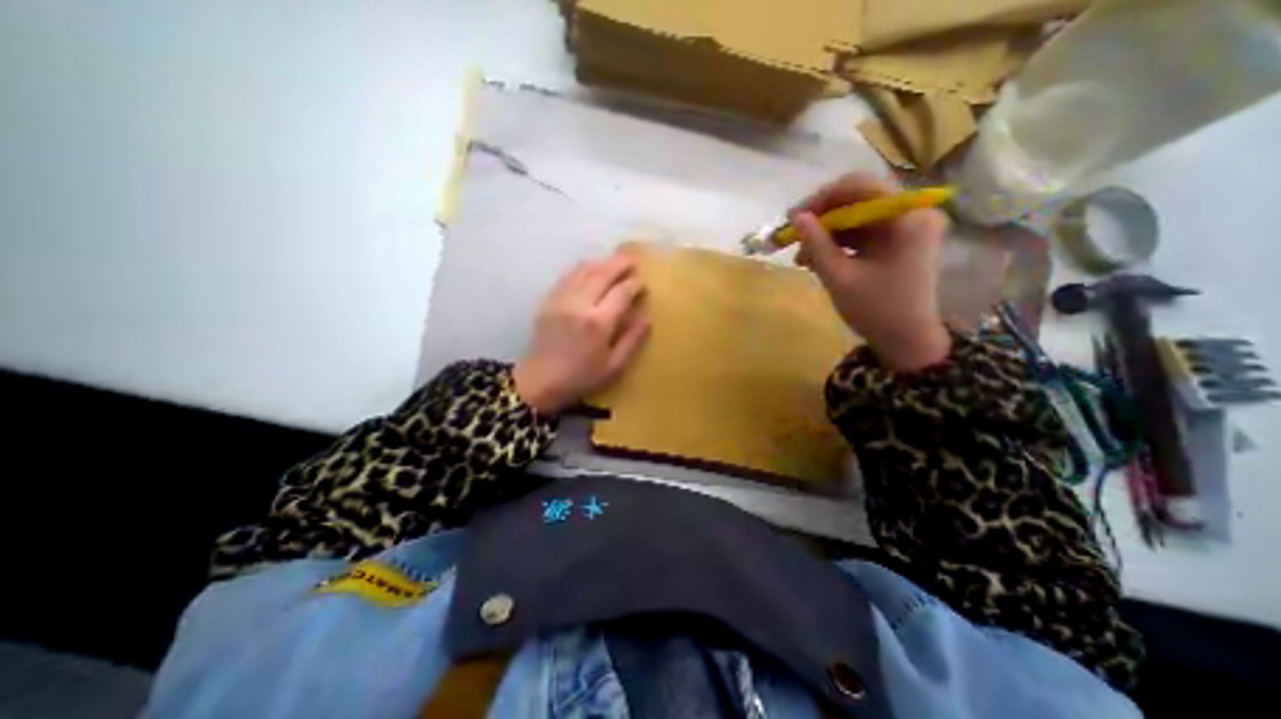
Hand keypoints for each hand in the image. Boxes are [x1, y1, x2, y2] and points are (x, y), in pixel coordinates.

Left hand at [510, 249, 650, 416]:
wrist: (539, 382)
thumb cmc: (581, 378)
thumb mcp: (614, 367)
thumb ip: (632, 340)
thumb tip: (647, 318)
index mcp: (598, 322)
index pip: (621, 292)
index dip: (634, 284)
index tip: (642, 283)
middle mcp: (579, 304)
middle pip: (602, 273)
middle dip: (619, 264)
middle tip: (632, 261)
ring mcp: (561, 300)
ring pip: (583, 270)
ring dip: (601, 263)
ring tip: (614, 262)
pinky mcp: (548, 301)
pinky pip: (567, 276)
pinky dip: (582, 269)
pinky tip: (589, 270)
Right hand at [794, 175, 950, 372]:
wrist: (906, 341)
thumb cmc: (876, 310)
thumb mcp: (840, 277)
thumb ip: (817, 244)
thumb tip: (797, 217)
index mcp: (906, 217)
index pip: (860, 186)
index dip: (822, 198)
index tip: (794, 217)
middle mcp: (911, 213)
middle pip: (857, 200)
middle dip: (821, 218)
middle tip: (792, 236)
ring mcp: (905, 227)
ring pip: (855, 218)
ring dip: (825, 234)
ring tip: (800, 258)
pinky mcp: (897, 242)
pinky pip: (861, 233)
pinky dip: (837, 244)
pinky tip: (816, 260)